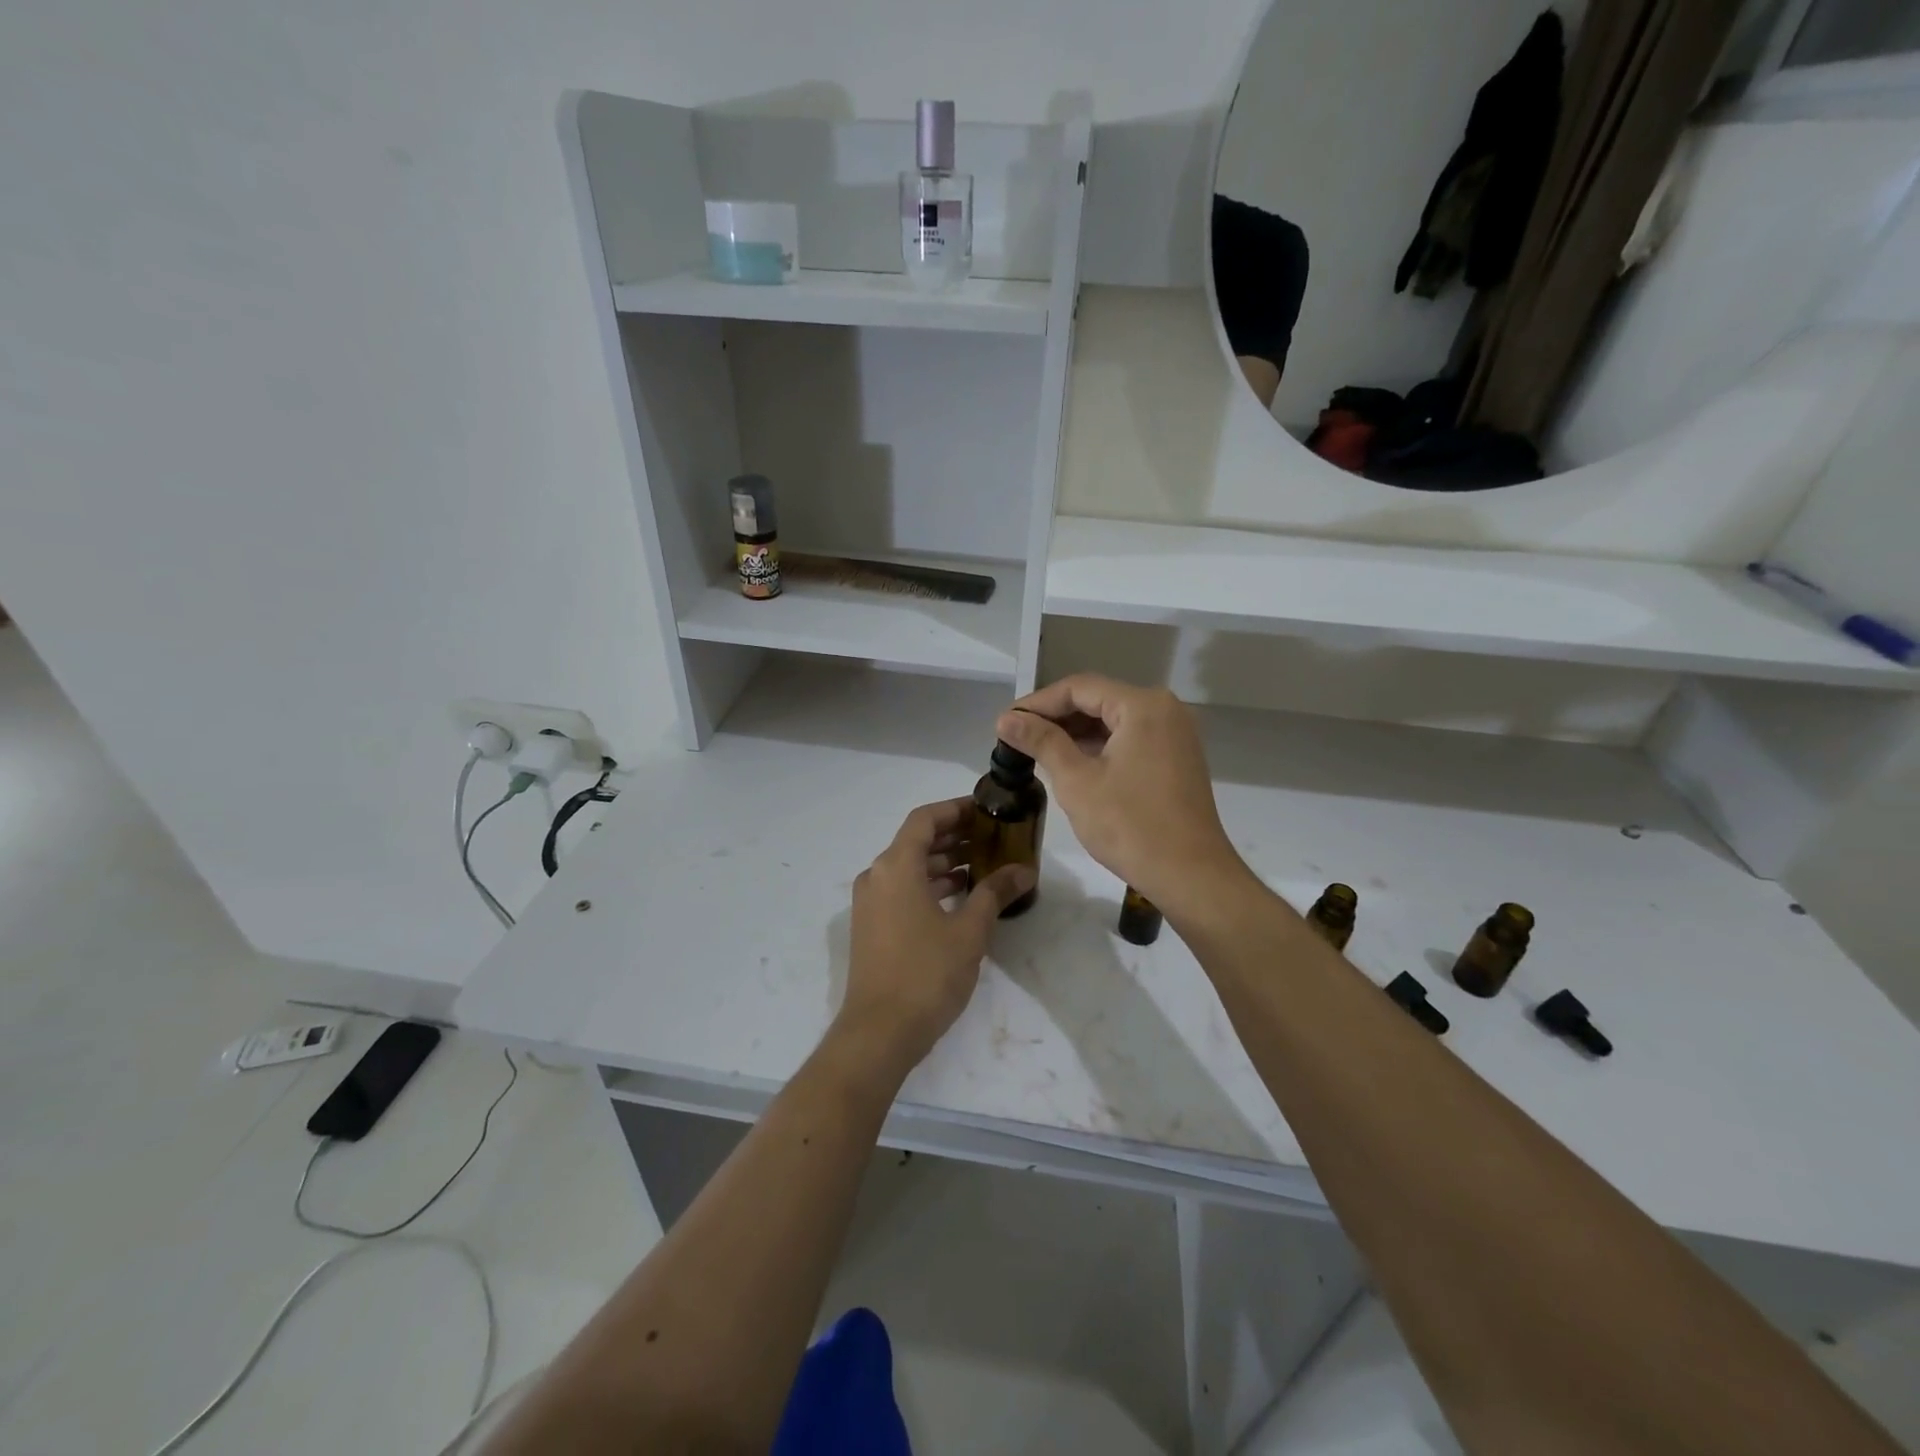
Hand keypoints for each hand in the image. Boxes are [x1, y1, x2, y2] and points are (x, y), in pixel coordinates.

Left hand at [835, 798, 1035, 1073]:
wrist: (879, 1033)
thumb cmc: (926, 973)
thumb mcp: (969, 931)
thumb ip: (995, 893)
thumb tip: (1024, 871)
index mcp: (896, 867)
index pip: (925, 819)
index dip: (956, 810)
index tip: (986, 810)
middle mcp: (877, 876)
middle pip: (916, 842)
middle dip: (954, 837)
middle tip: (993, 837)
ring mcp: (870, 903)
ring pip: (910, 868)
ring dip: (944, 863)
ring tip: (984, 865)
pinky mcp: (872, 927)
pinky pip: (903, 891)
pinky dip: (930, 886)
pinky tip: (961, 897)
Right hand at [997, 676, 1247, 917]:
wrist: (1191, 876)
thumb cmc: (1130, 826)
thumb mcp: (1077, 781)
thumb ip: (1041, 742)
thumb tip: (1006, 718)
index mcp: (1143, 706)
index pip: (1079, 688)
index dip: (1038, 703)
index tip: (1005, 722)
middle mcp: (1164, 709)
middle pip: (1098, 699)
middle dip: (1055, 717)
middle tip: (1016, 737)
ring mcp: (1175, 734)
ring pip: (1114, 720)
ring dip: (1076, 733)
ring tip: (1036, 750)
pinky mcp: (1176, 758)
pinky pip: (1130, 739)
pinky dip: (1100, 747)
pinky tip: (1071, 763)